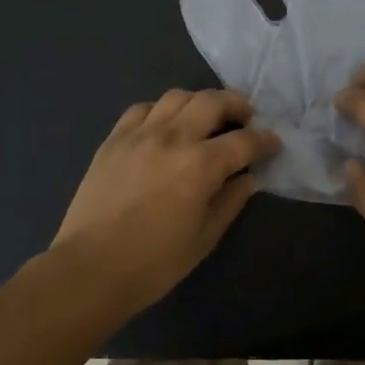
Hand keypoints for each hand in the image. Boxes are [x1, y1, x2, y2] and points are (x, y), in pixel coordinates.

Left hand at [52, 89, 279, 309]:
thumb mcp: (204, 237)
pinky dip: (162, 111)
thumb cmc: (154, 262)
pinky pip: (142, 109)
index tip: (273, 143)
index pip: (244, 141)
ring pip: (177, 97)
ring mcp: (140, 134)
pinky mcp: (114, 139)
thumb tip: (247, 179)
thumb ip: (231, 201)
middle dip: (237, 105)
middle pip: (212, 101)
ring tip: (206, 117)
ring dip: (199, 102)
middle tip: (246, 117)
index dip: (265, 140)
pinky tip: (165, 126)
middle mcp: (173, 138)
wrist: (90, 268)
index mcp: (201, 165)